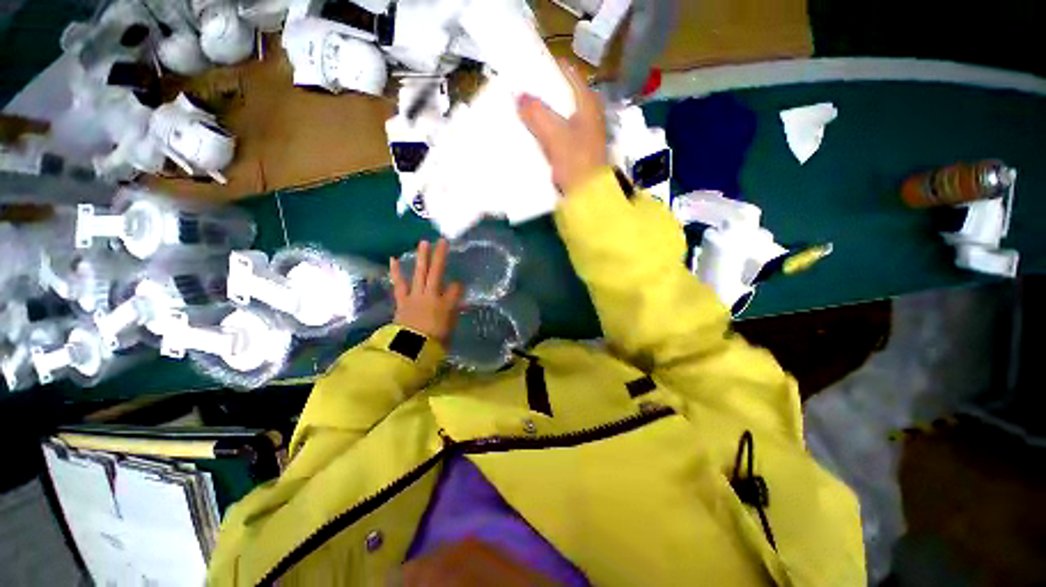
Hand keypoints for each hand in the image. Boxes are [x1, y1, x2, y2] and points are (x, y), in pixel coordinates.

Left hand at [390, 239, 462, 345]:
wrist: (410, 347)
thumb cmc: (434, 341)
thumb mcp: (451, 328)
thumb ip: (453, 313)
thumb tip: (457, 303)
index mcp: (446, 303)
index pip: (455, 288)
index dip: (458, 286)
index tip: (459, 287)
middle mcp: (432, 295)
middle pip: (438, 272)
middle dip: (441, 256)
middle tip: (442, 240)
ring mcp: (416, 295)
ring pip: (420, 273)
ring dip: (422, 258)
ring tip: (423, 242)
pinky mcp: (403, 300)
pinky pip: (399, 283)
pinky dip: (396, 271)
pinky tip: (394, 259)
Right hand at [517, 60, 607, 194]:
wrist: (589, 195)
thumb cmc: (576, 161)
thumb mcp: (555, 135)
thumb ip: (537, 114)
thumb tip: (520, 96)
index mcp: (588, 103)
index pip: (569, 74)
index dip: (550, 67)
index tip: (529, 66)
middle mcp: (589, 114)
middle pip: (564, 95)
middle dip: (544, 93)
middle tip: (523, 89)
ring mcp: (585, 134)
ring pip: (561, 115)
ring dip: (545, 113)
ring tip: (524, 110)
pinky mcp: (578, 151)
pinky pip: (560, 133)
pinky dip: (548, 131)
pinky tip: (535, 134)